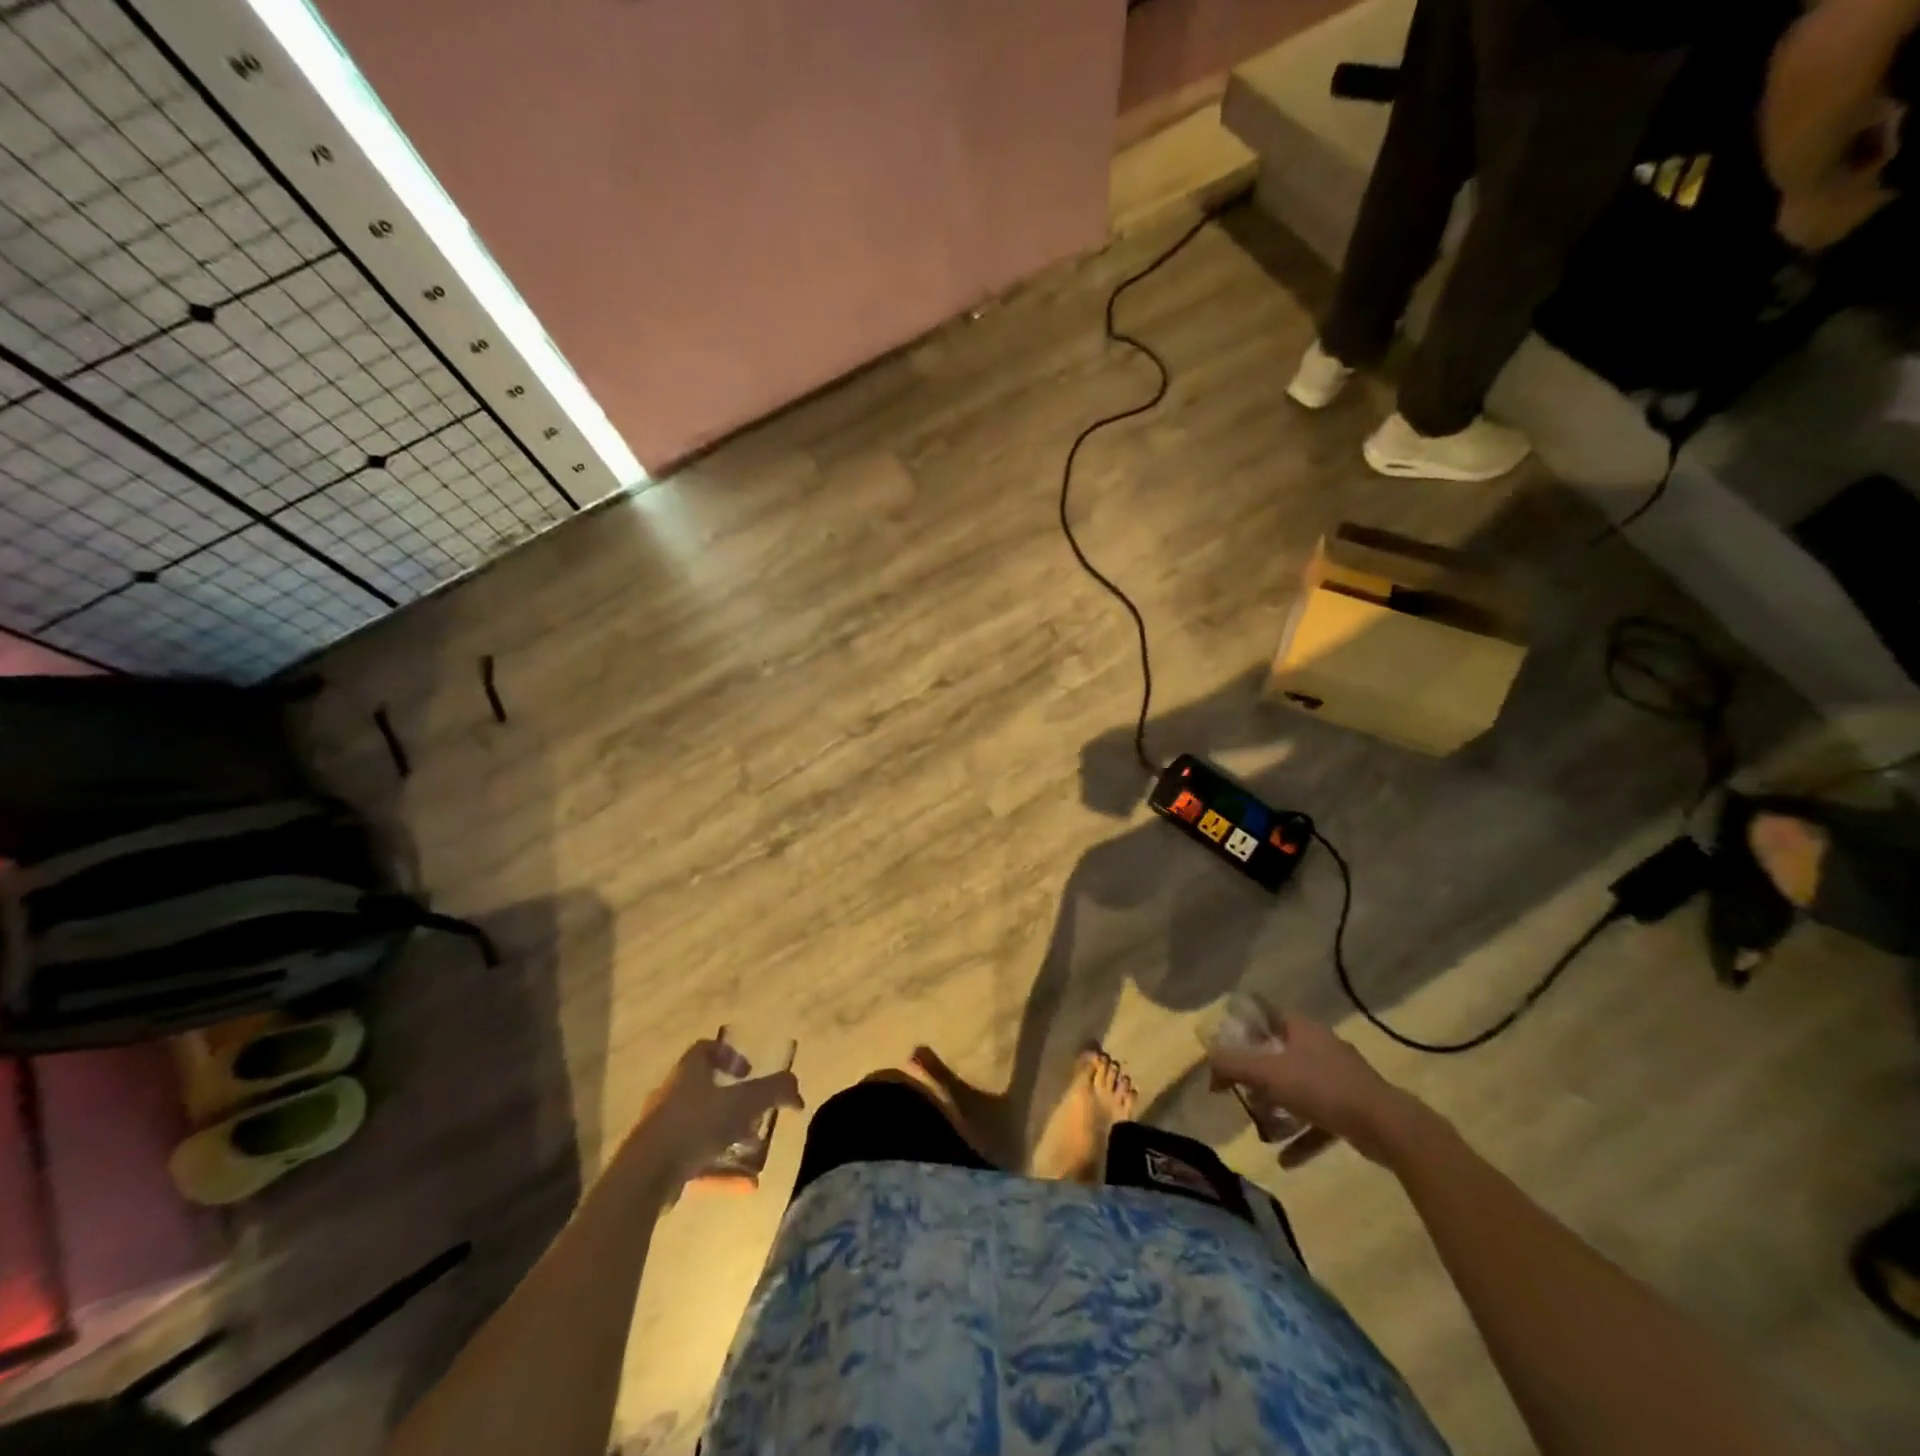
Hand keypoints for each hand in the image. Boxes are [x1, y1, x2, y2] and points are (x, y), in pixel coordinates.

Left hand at [632, 1036, 803, 1193]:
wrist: (646, 1174)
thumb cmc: (696, 1124)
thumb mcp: (744, 1102)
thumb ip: (775, 1091)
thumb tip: (797, 1092)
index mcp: (689, 1071)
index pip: (706, 1049)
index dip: (729, 1055)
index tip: (748, 1072)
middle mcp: (673, 1093)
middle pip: (706, 1089)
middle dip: (734, 1102)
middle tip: (756, 1115)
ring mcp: (663, 1128)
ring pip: (701, 1126)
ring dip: (728, 1136)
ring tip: (752, 1150)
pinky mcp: (658, 1160)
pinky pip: (694, 1158)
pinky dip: (717, 1167)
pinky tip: (742, 1184)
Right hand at [1206, 1011, 1432, 1166]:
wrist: (1387, 1127)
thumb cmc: (1322, 1088)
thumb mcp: (1268, 1074)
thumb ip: (1233, 1065)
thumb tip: (1208, 1062)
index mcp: (1302, 1029)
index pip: (1266, 1016)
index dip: (1243, 1027)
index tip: (1224, 1045)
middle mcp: (1321, 1047)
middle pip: (1280, 1053)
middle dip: (1258, 1072)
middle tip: (1238, 1089)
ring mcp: (1340, 1079)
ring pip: (1299, 1088)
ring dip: (1279, 1107)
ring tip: (1259, 1126)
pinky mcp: (1353, 1109)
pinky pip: (1318, 1121)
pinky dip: (1301, 1137)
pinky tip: (1285, 1159)